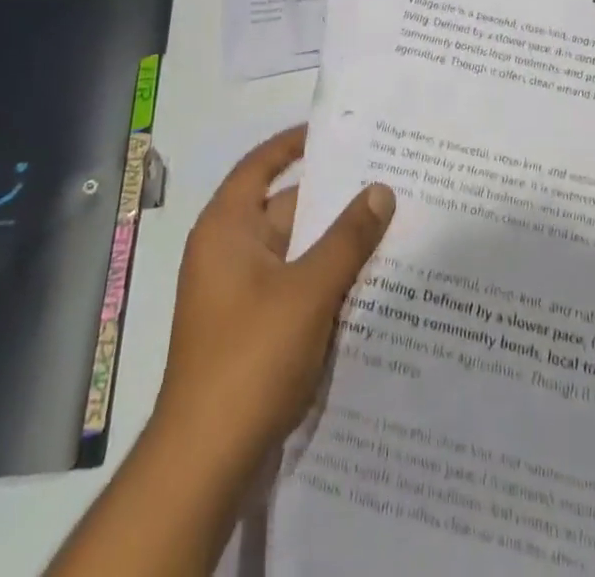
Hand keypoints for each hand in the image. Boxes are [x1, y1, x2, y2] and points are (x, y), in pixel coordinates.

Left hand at [151, 125, 396, 481]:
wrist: (206, 461)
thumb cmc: (251, 356)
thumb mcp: (309, 289)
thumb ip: (348, 237)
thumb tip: (381, 189)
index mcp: (226, 228)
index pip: (260, 165)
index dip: (294, 144)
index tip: (337, 133)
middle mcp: (227, 252)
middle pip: (283, 207)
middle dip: (331, 197)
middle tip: (383, 178)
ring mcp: (237, 293)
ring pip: (293, 250)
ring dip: (332, 241)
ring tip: (387, 223)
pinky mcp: (250, 329)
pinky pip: (292, 284)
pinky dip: (323, 277)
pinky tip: (366, 279)